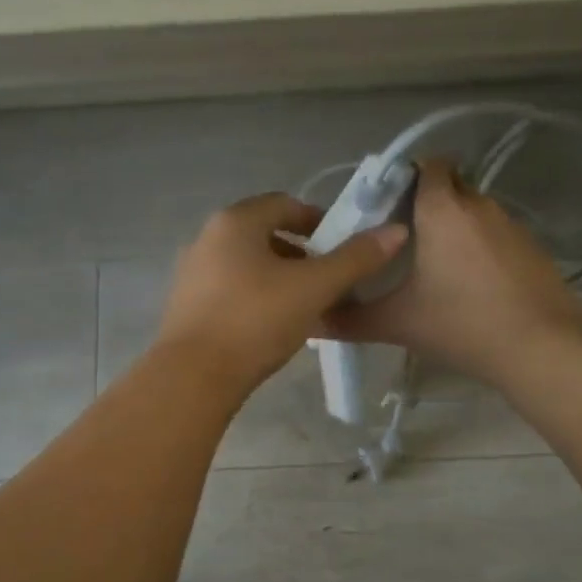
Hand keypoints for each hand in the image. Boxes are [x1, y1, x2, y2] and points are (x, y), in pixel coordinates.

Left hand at [158, 192, 408, 393]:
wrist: (194, 377)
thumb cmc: (256, 320)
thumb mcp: (314, 288)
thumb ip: (355, 259)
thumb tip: (395, 231)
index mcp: (235, 221)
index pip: (285, 204)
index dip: (319, 221)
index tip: (343, 247)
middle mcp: (207, 238)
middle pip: (265, 234)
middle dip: (302, 254)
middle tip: (329, 280)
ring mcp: (192, 273)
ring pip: (248, 265)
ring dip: (280, 278)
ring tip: (307, 307)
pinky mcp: (187, 307)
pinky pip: (232, 290)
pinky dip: (257, 298)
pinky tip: (274, 327)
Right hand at [324, 159, 581, 384]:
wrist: (541, 348)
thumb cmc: (462, 323)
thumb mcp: (398, 323)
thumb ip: (351, 319)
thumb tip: (313, 320)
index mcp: (442, 208)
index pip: (426, 164)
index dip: (405, 177)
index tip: (386, 207)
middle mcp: (478, 205)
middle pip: (449, 186)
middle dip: (426, 204)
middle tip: (402, 240)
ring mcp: (510, 225)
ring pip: (474, 212)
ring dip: (455, 229)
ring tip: (435, 268)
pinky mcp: (532, 248)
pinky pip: (496, 235)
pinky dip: (480, 249)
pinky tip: (471, 287)